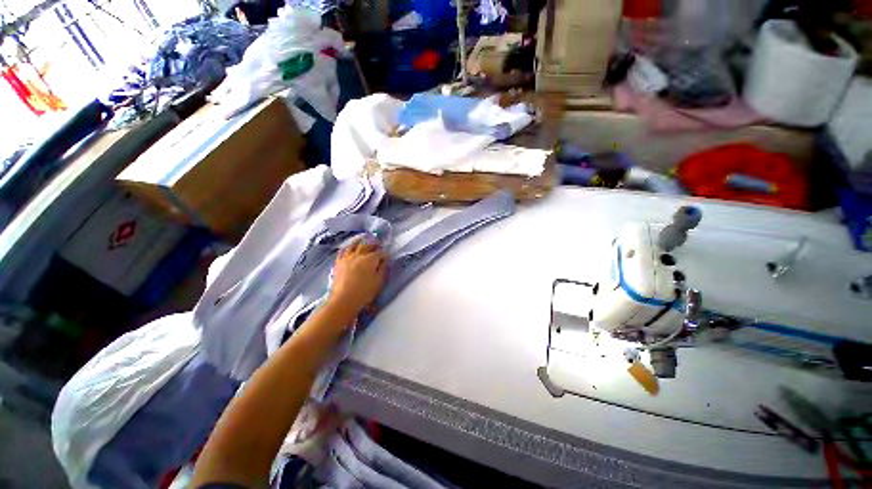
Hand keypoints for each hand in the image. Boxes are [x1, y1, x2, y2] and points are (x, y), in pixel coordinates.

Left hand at [327, 237, 386, 316]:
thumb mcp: (378, 282)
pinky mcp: (338, 263)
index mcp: (369, 260)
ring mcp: (346, 258)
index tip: (387, 255)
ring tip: (363, 239)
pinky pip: (342, 251)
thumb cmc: (364, 293)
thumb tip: (385, 260)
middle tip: (378, 243)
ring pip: (354, 245)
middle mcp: (358, 255)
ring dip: (360, 241)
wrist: (343, 300)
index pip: (379, 253)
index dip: (384, 254)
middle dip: (374, 244)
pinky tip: (348, 247)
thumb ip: (383, 269)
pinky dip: (347, 247)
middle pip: (367, 246)